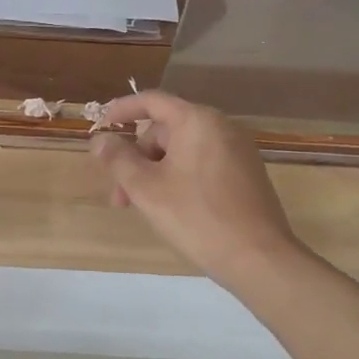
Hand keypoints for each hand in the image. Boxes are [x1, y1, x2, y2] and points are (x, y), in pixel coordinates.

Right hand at [89, 91, 305, 291]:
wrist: (258, 258)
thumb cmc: (196, 216)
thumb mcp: (146, 187)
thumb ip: (118, 158)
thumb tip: (100, 140)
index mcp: (197, 121)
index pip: (152, 101)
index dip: (121, 110)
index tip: (101, 127)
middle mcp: (221, 127)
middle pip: (165, 130)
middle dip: (136, 158)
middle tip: (119, 194)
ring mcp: (238, 151)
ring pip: (182, 150)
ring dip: (154, 172)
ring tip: (142, 207)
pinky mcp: (246, 174)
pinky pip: (202, 164)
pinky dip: (178, 177)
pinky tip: (171, 208)